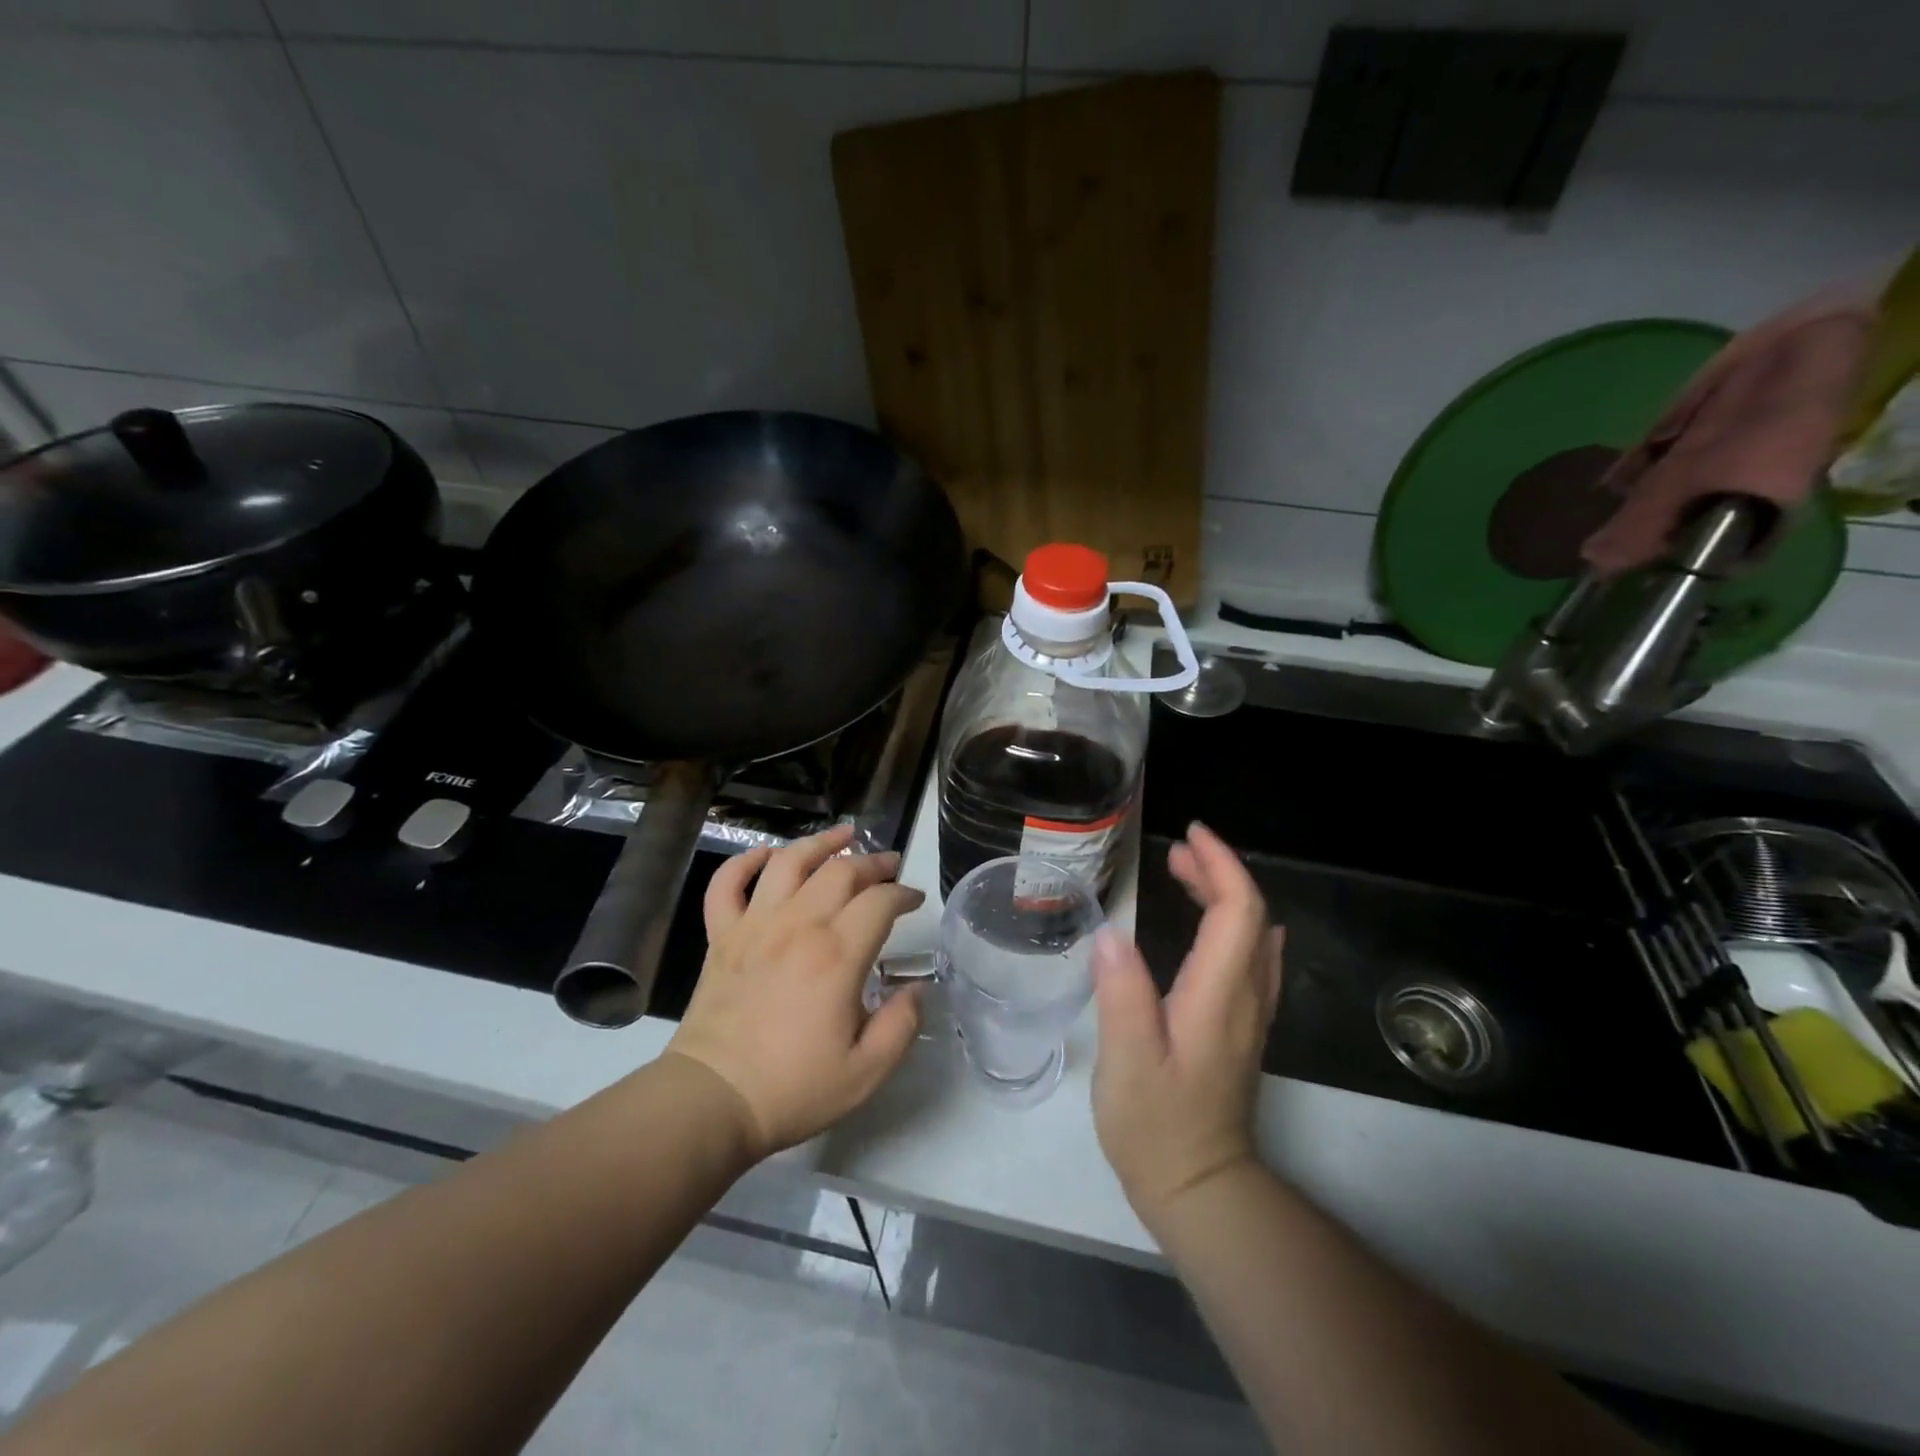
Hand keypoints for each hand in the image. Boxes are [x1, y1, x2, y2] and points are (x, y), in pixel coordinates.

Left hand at [665, 825, 925, 1160]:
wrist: (713, 1101)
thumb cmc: (793, 1088)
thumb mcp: (866, 1071)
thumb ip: (902, 1024)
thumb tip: (917, 987)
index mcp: (837, 955)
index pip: (880, 901)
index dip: (904, 893)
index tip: (915, 900)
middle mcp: (797, 926)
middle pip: (841, 871)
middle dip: (872, 861)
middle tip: (889, 865)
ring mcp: (754, 925)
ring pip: (789, 862)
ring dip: (819, 843)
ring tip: (843, 835)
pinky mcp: (721, 936)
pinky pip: (728, 884)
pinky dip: (746, 863)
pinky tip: (766, 856)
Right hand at [1091, 822, 1282, 1230]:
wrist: (1201, 1190)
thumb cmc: (1157, 1127)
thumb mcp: (1127, 1063)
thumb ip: (1122, 995)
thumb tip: (1111, 934)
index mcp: (1218, 996)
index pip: (1238, 912)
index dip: (1219, 865)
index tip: (1188, 836)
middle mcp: (1245, 998)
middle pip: (1250, 917)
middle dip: (1217, 872)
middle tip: (1174, 852)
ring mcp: (1248, 1016)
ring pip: (1253, 937)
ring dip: (1224, 895)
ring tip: (1182, 873)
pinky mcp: (1239, 1030)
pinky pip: (1250, 958)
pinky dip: (1232, 924)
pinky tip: (1212, 925)